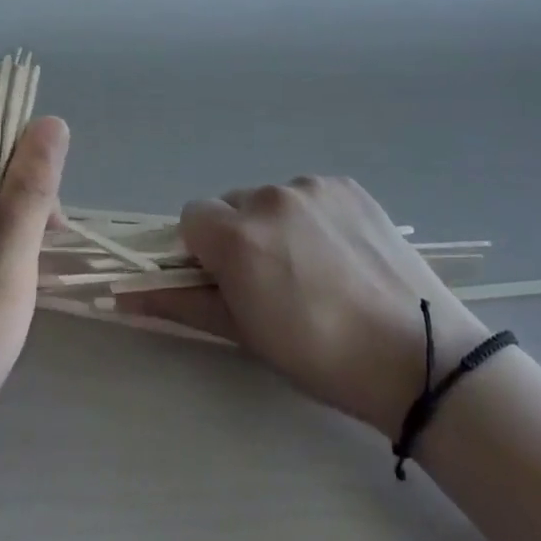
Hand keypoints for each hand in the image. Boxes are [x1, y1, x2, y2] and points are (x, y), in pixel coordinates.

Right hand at [118, 176, 490, 439]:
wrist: (418, 355)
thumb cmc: (320, 355)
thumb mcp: (244, 334)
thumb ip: (180, 303)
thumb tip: (122, 294)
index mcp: (238, 236)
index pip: (190, 218)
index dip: (202, 251)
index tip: (227, 281)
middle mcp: (269, 197)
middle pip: (231, 205)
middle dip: (239, 236)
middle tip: (273, 281)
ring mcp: (312, 186)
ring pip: (271, 198)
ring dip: (277, 224)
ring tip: (315, 269)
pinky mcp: (347, 184)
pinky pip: (309, 193)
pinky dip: (312, 216)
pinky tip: (341, 253)